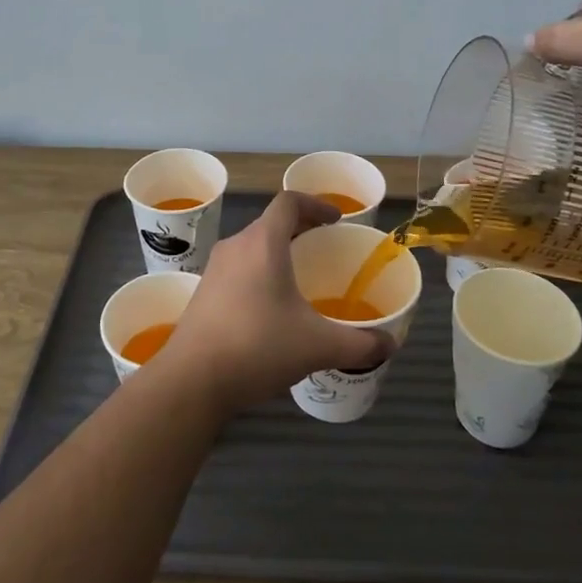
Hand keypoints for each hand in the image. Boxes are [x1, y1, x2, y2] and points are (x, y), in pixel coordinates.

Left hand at [158, 192, 392, 412]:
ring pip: (252, 248)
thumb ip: (358, 343)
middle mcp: (236, 246)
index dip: (316, 204)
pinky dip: (259, 275)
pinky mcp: (203, 293)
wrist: (191, 380)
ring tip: (300, 280)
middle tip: (324, 249)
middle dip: (300, 231)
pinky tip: (271, 310)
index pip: (289, 202)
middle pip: (271, 224)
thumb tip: (390, 344)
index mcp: (263, 243)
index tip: (336, 220)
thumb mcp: (316, 346)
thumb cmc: (257, 347)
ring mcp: (214, 269)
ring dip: (277, 254)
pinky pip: (238, 270)